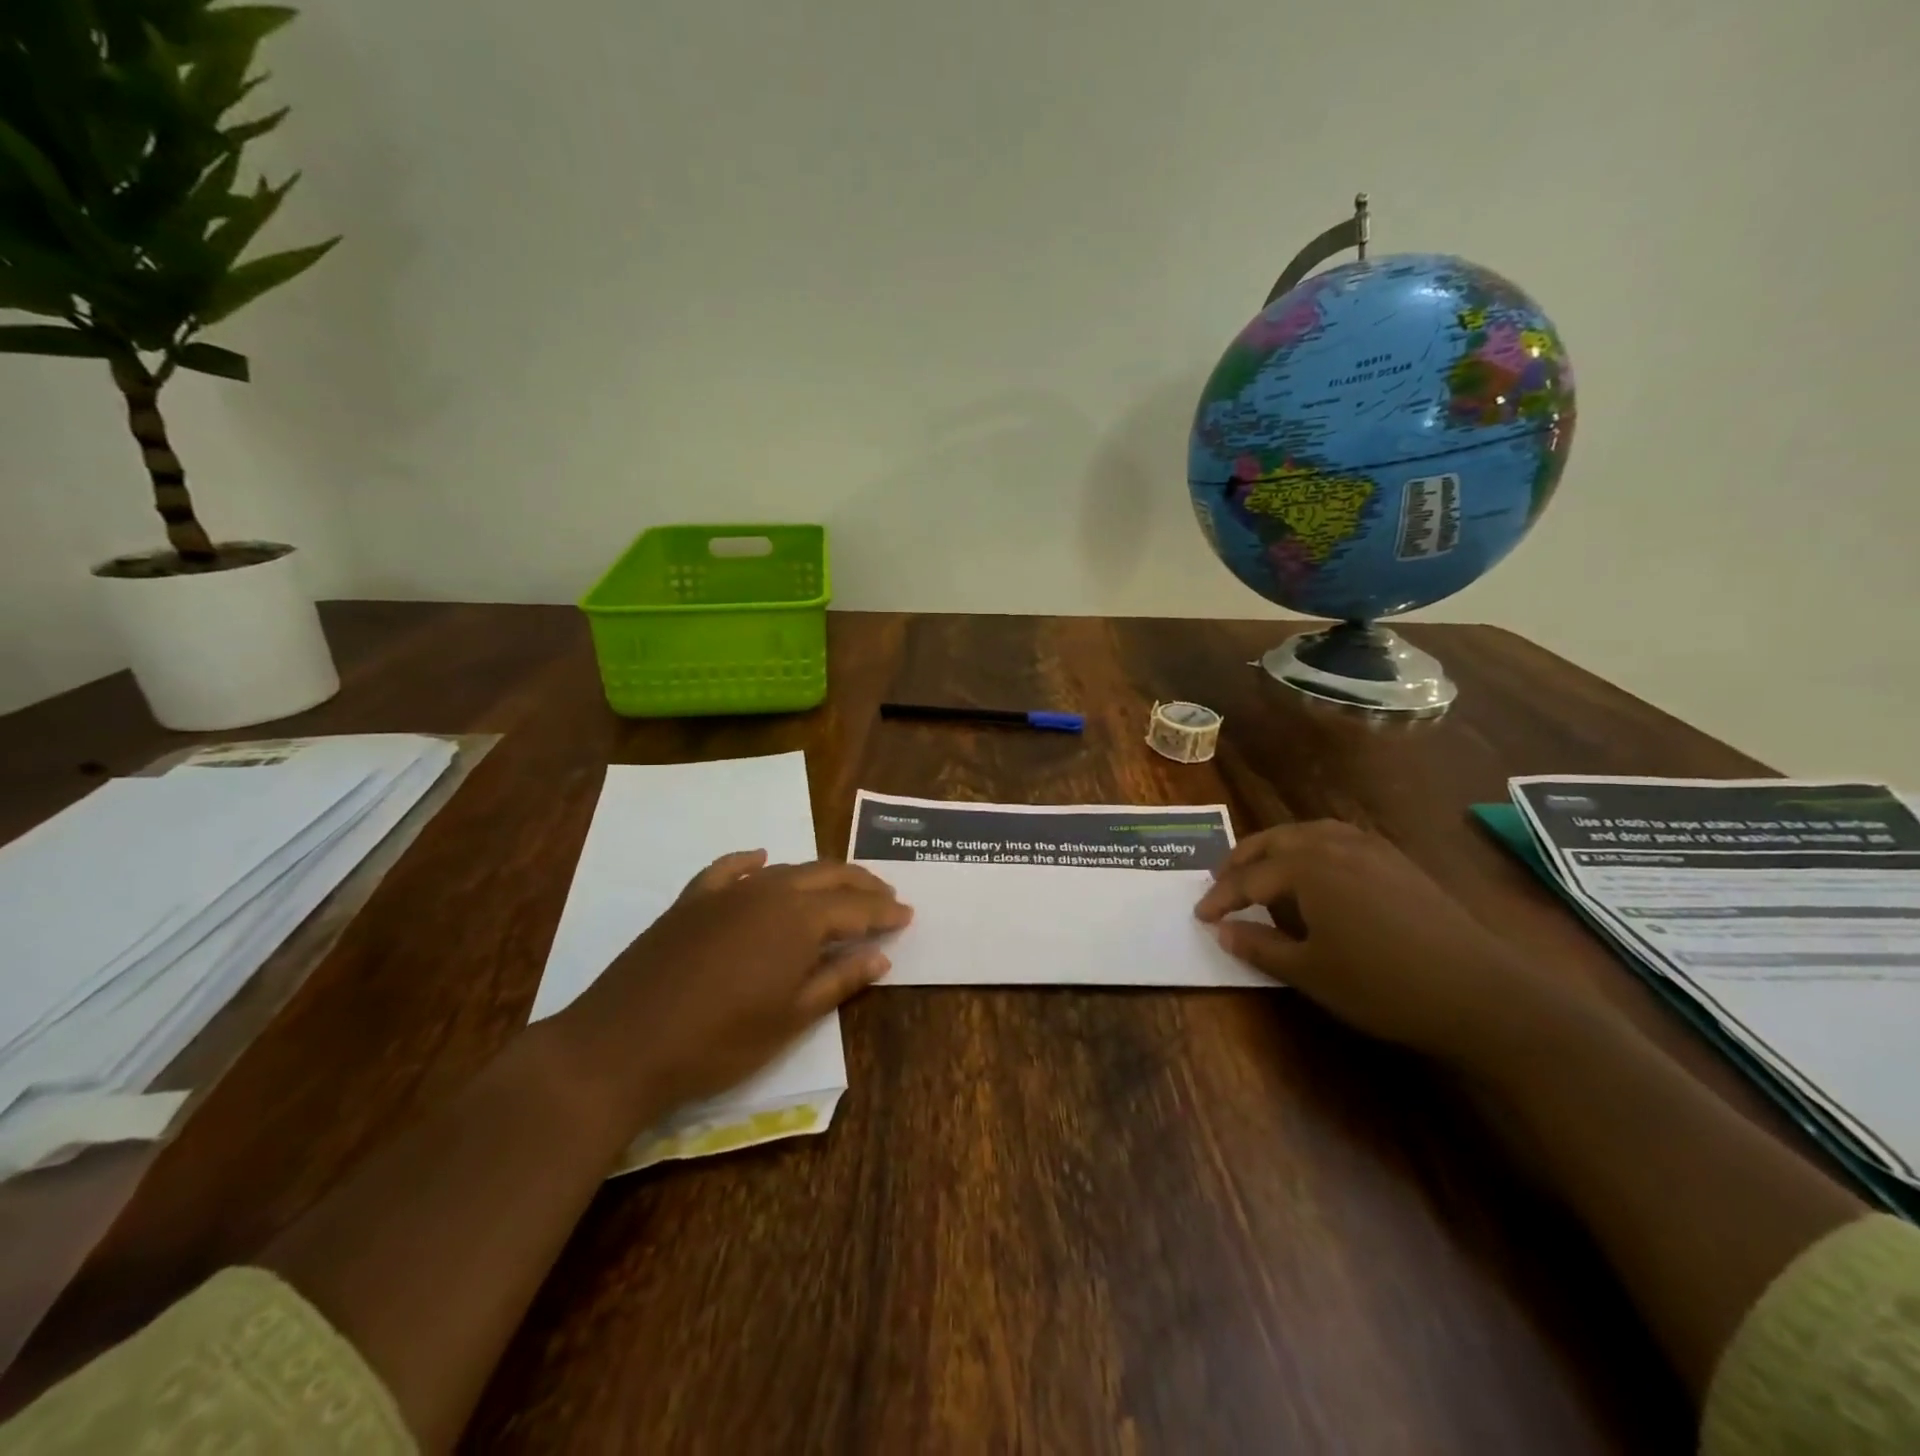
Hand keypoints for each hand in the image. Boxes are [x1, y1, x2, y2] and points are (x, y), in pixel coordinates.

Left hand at [552, 851, 911, 1117]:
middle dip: (860, 884)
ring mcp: (726, 892)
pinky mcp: (691, 900)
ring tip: (840, 886)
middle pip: (826, 876)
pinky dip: (752, 862)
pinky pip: (729, 869)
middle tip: (885, 895)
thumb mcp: (791, 1018)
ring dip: (819, 876)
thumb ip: (839, 981)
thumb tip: (881, 956)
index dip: (885, 911)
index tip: (908, 914)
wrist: (622, 1045)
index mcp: (799, 920)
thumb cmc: (719, 1041)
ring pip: (786, 870)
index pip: (855, 908)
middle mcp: (769, 891)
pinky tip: (761, 859)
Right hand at [1194, 821, 1552, 1065]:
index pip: (1249, 878)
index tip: (1199, 914)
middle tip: (1221, 881)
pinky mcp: (1398, 862)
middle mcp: (1334, 845)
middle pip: (1275, 842)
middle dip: (1242, 860)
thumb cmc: (1382, 985)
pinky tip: (1317, 870)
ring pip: (1308, 833)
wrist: (1481, 994)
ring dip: (1276, 848)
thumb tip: (1222, 929)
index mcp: (1306, 867)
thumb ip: (1259, 946)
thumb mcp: (1310, 972)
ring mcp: (1371, 849)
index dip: (1221, 897)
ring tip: (1262, 868)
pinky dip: (1311, 847)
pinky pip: (1339, 839)